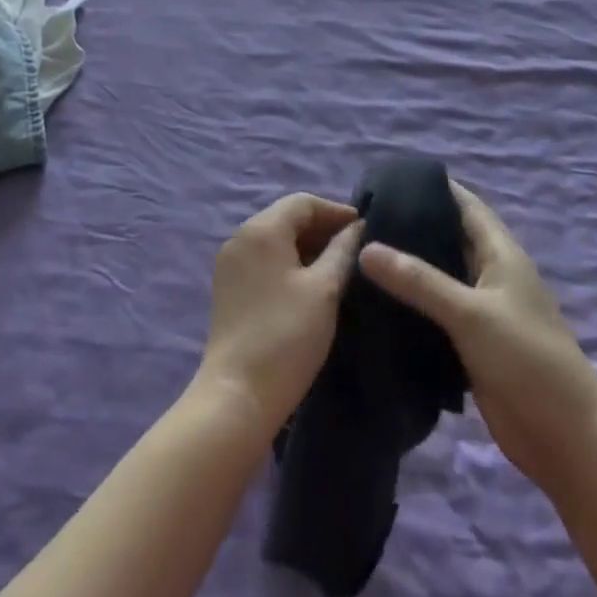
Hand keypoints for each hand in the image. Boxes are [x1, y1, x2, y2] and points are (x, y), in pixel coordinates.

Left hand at [195, 194, 363, 436]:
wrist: (238, 394)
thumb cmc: (287, 335)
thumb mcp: (324, 289)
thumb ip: (343, 251)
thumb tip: (358, 228)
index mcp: (261, 229)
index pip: (303, 202)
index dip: (337, 211)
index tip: (367, 230)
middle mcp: (240, 237)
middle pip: (287, 217)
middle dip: (323, 228)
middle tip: (357, 249)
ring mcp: (231, 263)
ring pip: (276, 240)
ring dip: (308, 247)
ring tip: (341, 267)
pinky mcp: (230, 288)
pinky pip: (265, 260)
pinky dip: (290, 262)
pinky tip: (313, 284)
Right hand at [358, 182, 596, 504]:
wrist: (565, 438)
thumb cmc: (527, 360)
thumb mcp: (471, 313)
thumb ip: (419, 280)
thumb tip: (365, 247)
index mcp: (500, 253)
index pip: (464, 204)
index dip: (431, 187)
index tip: (386, 180)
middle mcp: (489, 274)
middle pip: (447, 237)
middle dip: (410, 225)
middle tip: (359, 219)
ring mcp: (480, 310)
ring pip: (438, 276)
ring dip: (407, 266)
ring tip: (356, 254)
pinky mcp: (470, 342)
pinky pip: (434, 311)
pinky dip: (409, 303)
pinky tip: (375, 302)